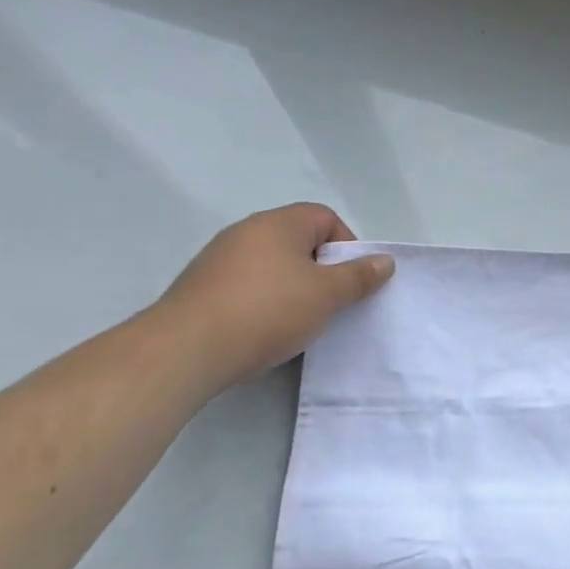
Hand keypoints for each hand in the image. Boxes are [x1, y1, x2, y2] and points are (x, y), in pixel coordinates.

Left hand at [153, 204, 394, 387]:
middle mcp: (247, 232)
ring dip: (292, 289)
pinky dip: (263, 303)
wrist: (185, 350)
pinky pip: (246, 286)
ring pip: (272, 266)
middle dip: (321, 270)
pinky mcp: (201, 288)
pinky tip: (264, 331)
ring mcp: (218, 259)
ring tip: (299, 322)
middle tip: (331, 303)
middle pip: (298, 241)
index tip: (350, 280)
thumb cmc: (267, 311)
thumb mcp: (326, 295)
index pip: (325, 218)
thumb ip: (359, 276)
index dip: (347, 246)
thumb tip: (385, 261)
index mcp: (279, 224)